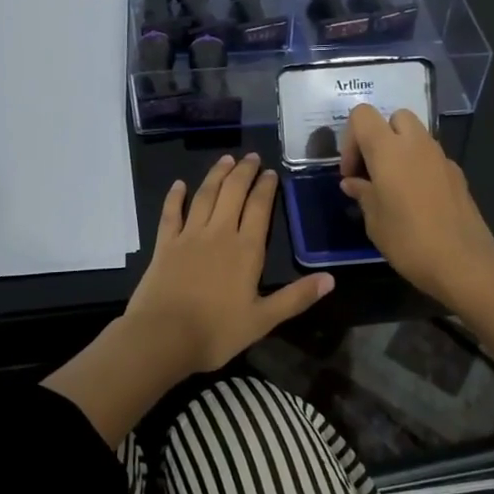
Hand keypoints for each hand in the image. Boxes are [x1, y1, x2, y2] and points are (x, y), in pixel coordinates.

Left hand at [124, 152, 333, 377]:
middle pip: (233, 193)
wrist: (163, 336)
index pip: (259, 208)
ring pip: (205, 196)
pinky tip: (179, 184)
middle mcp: (219, 233)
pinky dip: (175, 197)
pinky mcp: (165, 244)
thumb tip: (330, 279)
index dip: (266, 188)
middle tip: (251, 157)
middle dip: (244, 172)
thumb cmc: (216, 331)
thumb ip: (296, 297)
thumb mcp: (263, 320)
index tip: (271, 172)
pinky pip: (171, 213)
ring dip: (216, 175)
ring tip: (225, 159)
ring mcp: (189, 236)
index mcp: (246, 250)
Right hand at [339, 103, 493, 309]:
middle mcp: (416, 144)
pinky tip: (417, 200)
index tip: (351, 171)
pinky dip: (419, 167)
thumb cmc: (408, 240)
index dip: (351, 138)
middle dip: (380, 136)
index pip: (362, 114)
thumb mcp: (374, 220)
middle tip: (372, 170)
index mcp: (388, 149)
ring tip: (393, 187)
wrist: (463, 262)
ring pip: (416, 135)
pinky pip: (432, 158)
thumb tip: (353, 183)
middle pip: (394, 117)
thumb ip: (362, 194)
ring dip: (400, 151)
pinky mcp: (457, 174)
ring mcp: (441, 157)